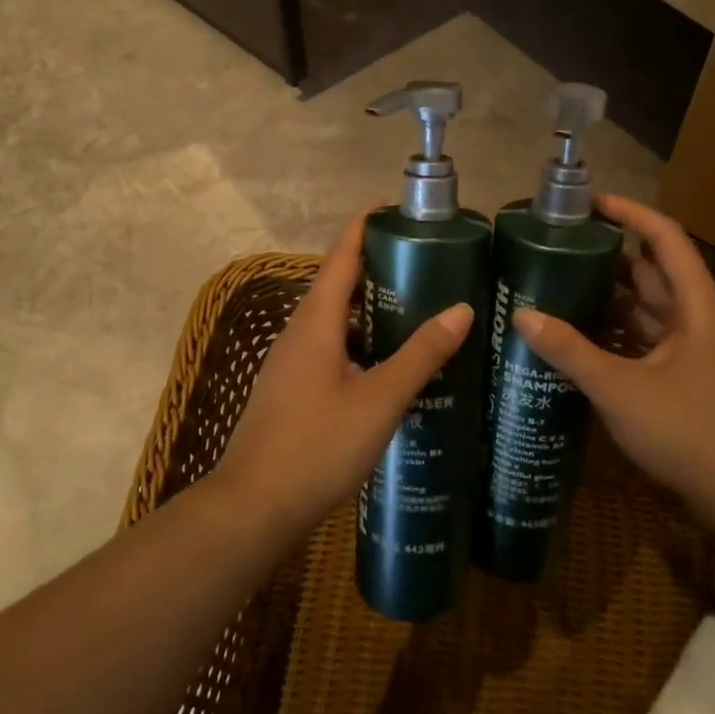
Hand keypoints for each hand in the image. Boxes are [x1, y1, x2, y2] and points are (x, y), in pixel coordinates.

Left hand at [209, 212, 473, 538]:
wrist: (253, 508)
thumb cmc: (316, 447)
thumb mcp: (379, 400)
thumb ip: (420, 354)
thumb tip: (461, 309)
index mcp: (316, 322)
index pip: (342, 254)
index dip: (365, 224)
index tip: (397, 206)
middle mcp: (299, 333)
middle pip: (339, 283)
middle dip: (379, 266)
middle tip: (428, 262)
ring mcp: (292, 363)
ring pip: (336, 320)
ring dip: (372, 309)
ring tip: (419, 310)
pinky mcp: (293, 390)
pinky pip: (332, 349)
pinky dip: (362, 343)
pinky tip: (390, 366)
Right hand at [512, 195, 714, 518]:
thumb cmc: (690, 431)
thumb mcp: (621, 389)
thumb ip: (571, 351)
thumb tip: (523, 314)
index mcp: (696, 305)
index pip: (665, 238)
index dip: (631, 213)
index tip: (591, 203)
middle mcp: (699, 318)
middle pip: (654, 270)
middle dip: (611, 256)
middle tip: (561, 249)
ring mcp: (695, 348)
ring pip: (650, 307)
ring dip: (613, 295)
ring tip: (562, 286)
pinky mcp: (688, 375)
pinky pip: (648, 338)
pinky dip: (619, 330)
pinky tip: (584, 336)